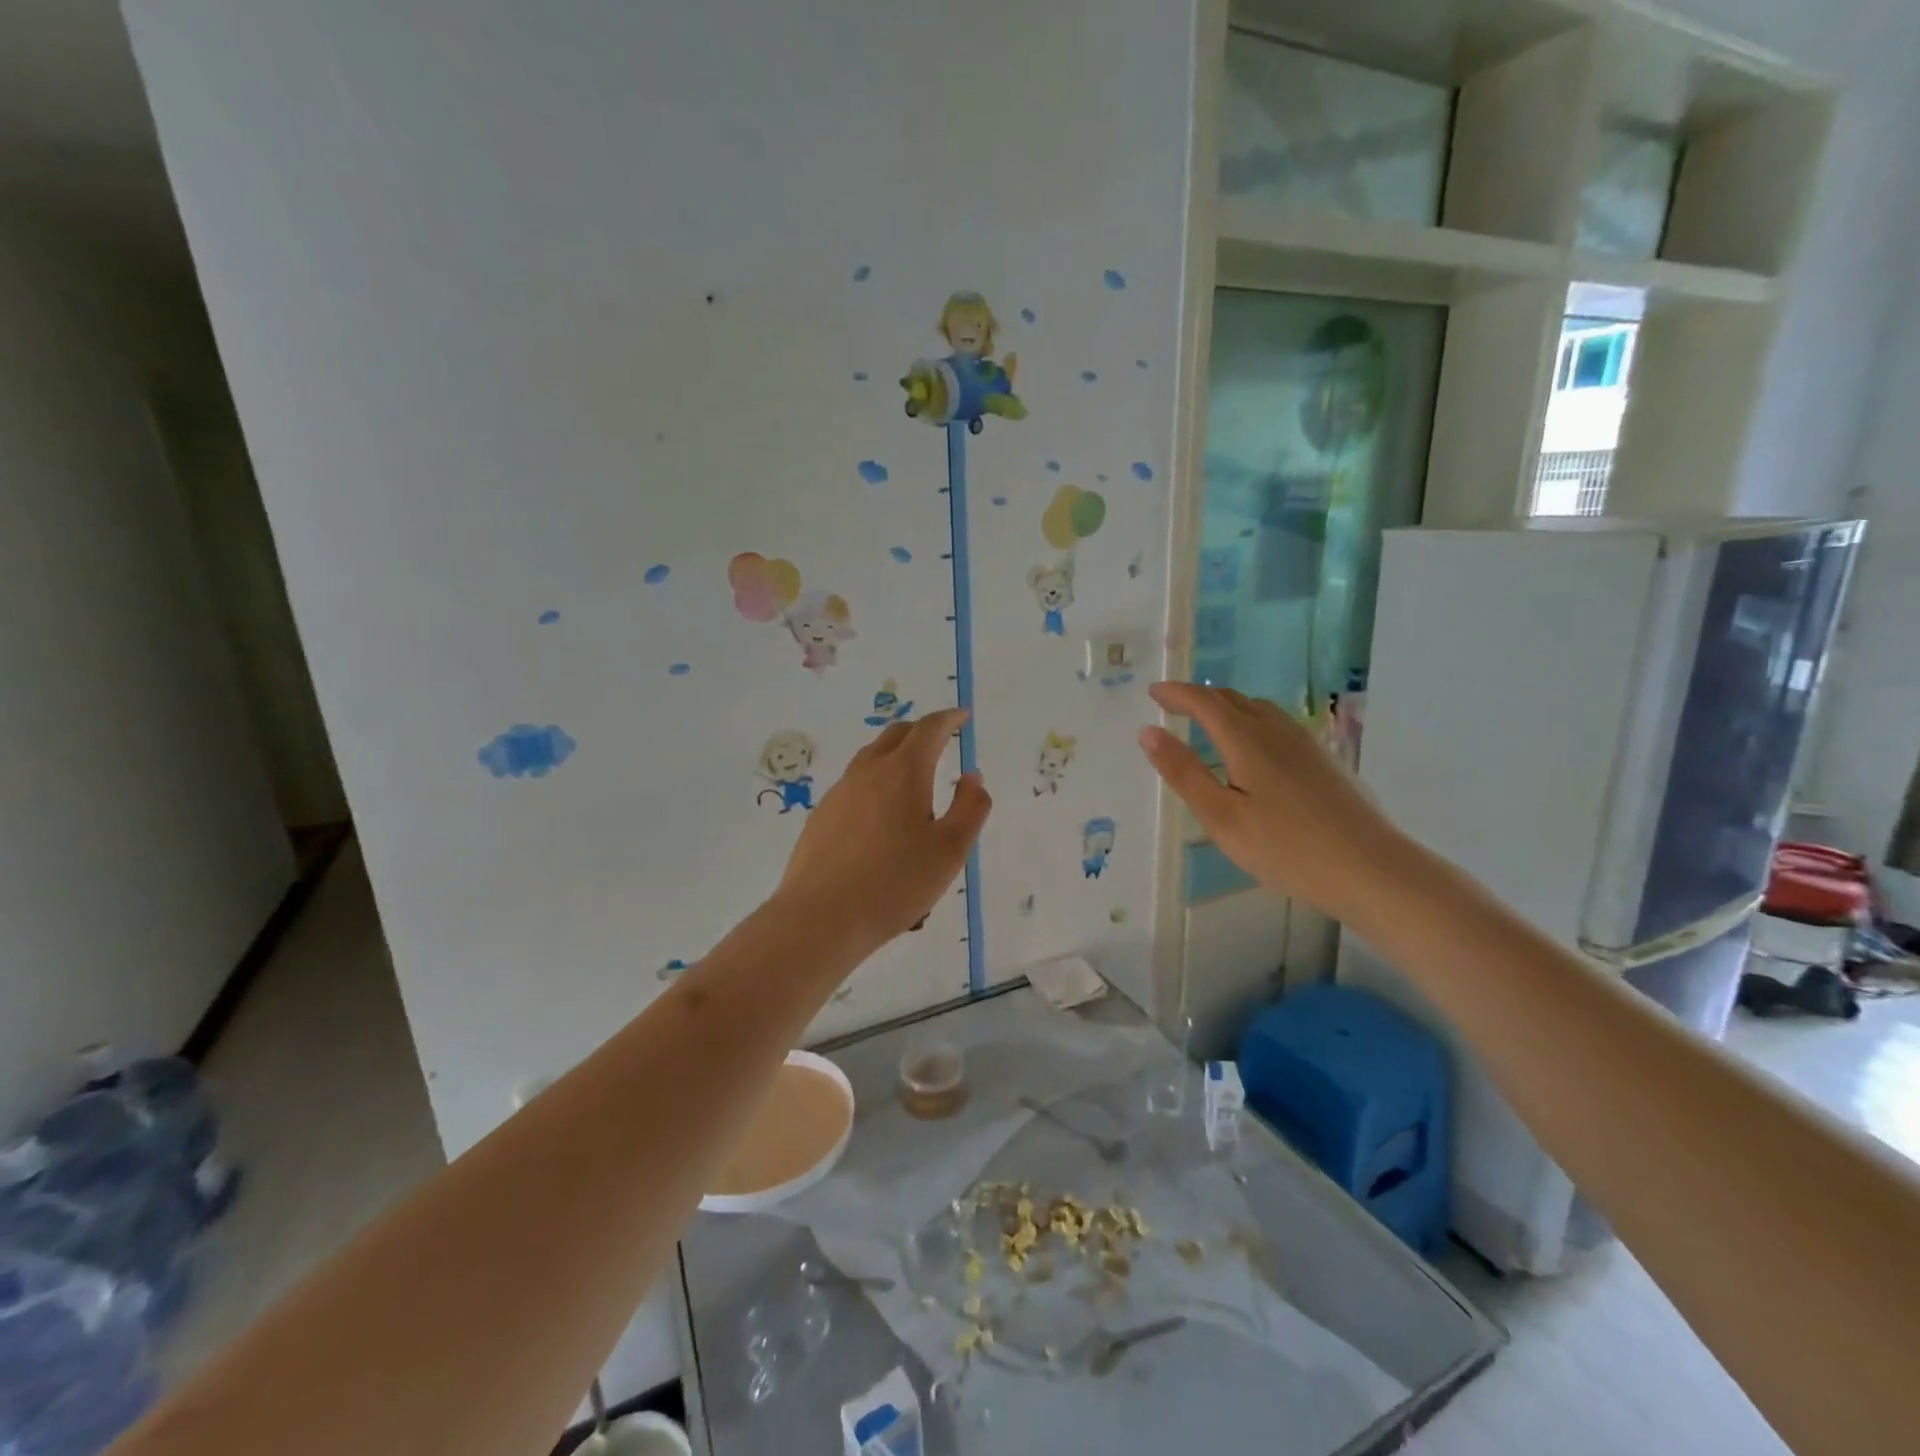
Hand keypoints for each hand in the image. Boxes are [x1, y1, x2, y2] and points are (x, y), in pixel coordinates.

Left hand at [776, 709, 991, 951]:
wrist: (821, 917)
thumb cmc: (895, 883)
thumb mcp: (950, 850)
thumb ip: (970, 808)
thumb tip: (971, 778)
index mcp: (904, 772)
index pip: (929, 729)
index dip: (949, 719)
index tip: (962, 716)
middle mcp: (868, 772)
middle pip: (896, 735)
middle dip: (921, 731)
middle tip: (940, 739)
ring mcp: (839, 793)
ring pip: (870, 758)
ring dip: (894, 754)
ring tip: (911, 774)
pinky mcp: (821, 816)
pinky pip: (854, 785)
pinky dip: (874, 782)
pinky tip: (878, 813)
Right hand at [1138, 682, 1398, 918]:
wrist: (1371, 868)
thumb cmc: (1286, 847)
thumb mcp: (1222, 816)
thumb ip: (1184, 773)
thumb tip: (1148, 732)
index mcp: (1246, 740)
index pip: (1204, 702)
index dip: (1176, 694)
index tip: (1153, 691)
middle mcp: (1276, 730)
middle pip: (1232, 699)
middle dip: (1198, 697)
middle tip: (1172, 704)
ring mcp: (1305, 743)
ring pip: (1258, 709)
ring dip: (1227, 706)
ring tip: (1207, 720)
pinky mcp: (1323, 759)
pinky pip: (1276, 723)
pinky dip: (1250, 720)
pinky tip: (1253, 746)